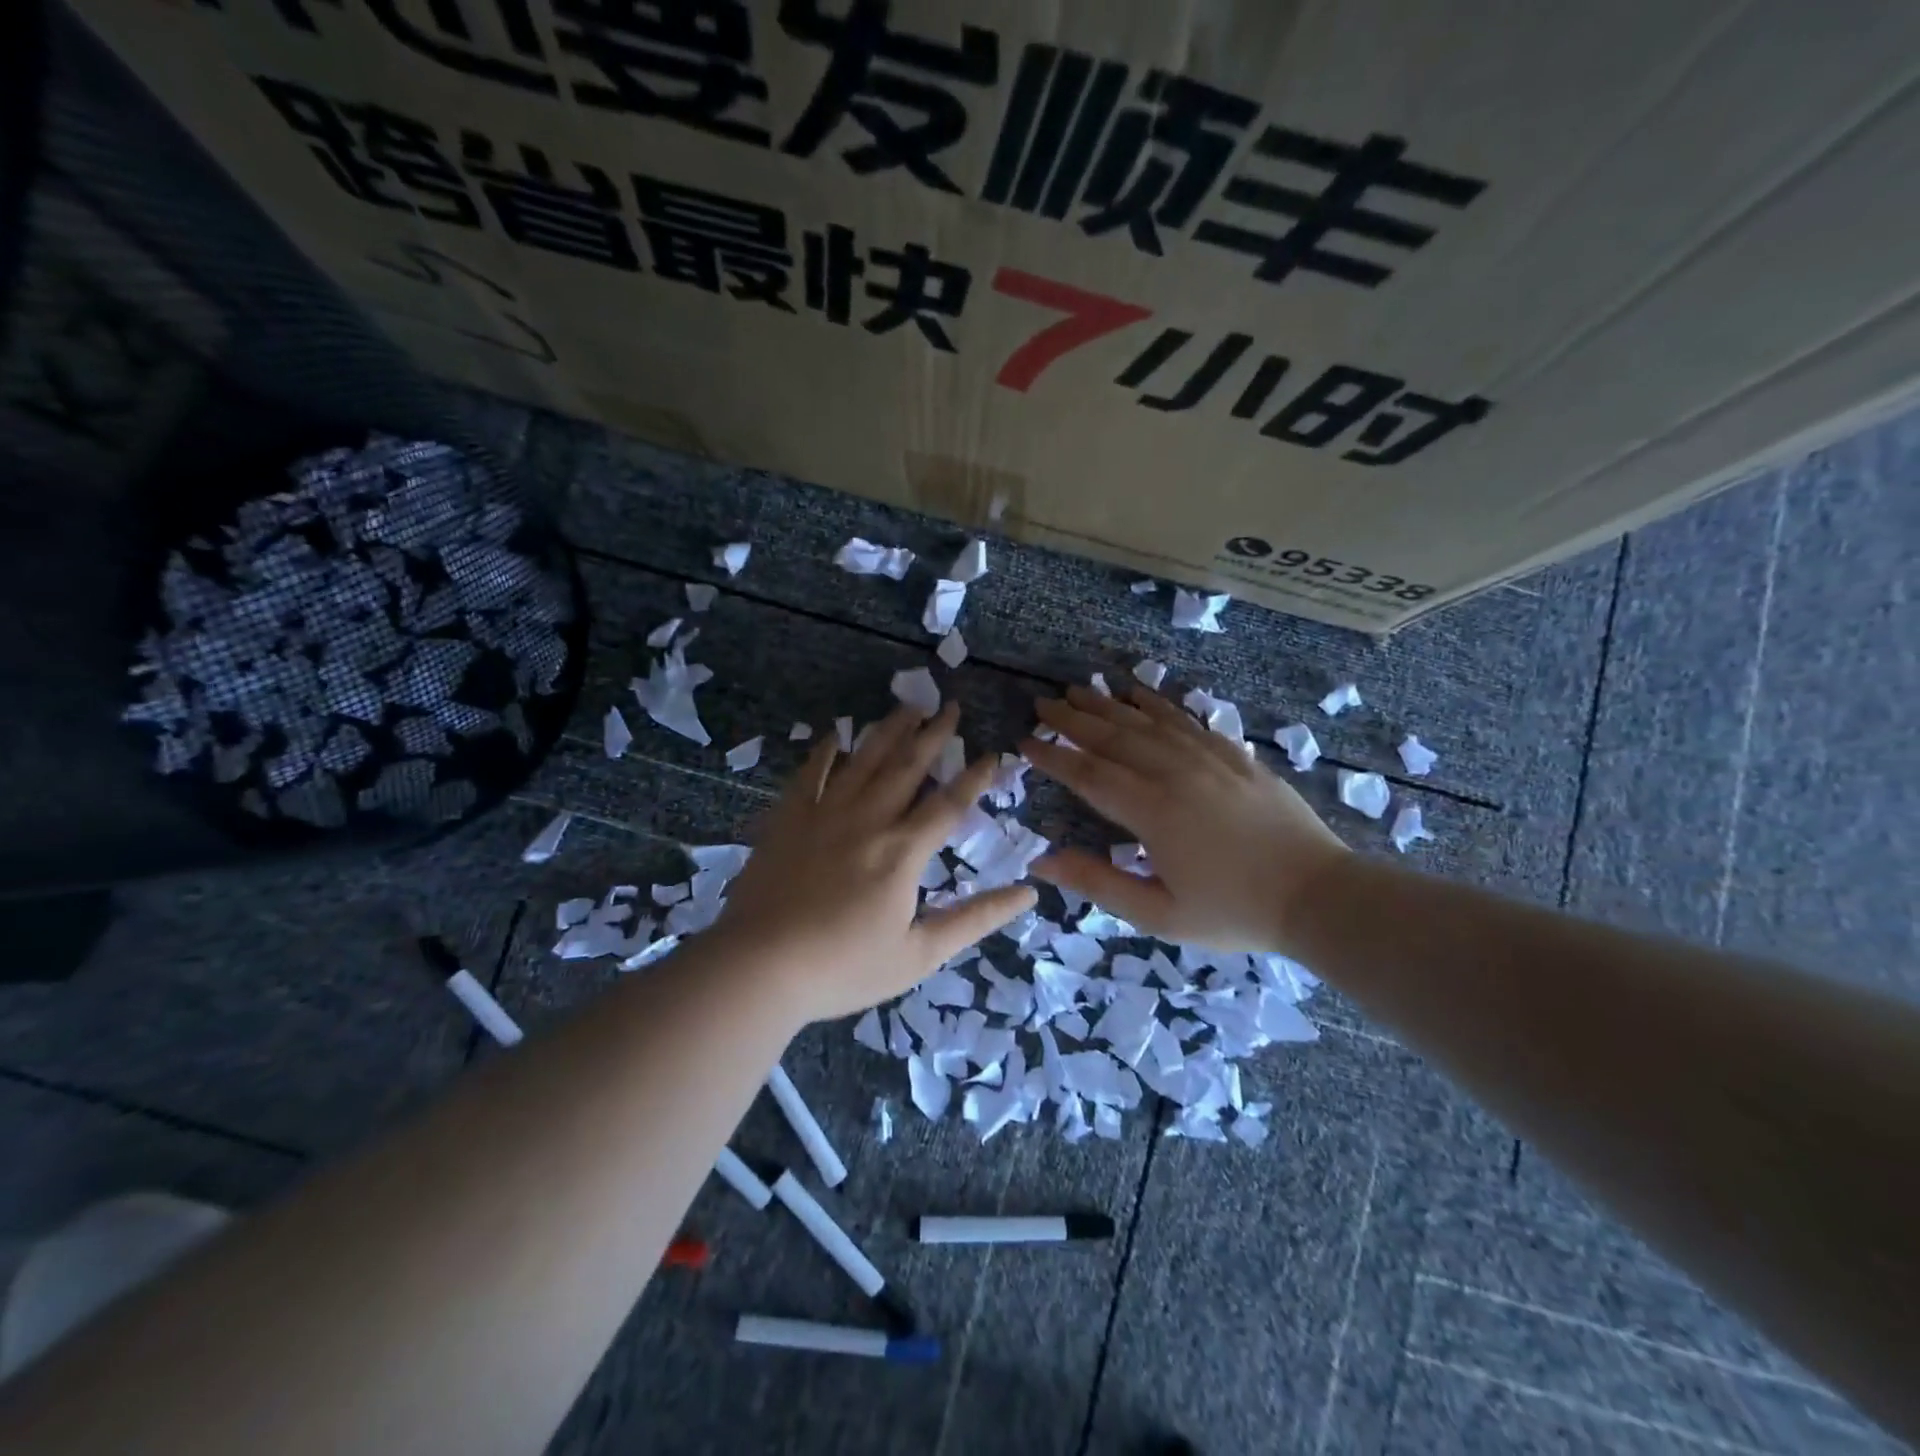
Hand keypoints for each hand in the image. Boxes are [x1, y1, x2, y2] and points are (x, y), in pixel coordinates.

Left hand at [717, 701, 1038, 1022]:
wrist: (759, 967)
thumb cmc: (844, 967)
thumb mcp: (920, 954)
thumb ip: (975, 919)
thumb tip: (1028, 892)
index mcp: (903, 852)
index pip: (949, 804)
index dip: (975, 777)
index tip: (994, 753)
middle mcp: (868, 820)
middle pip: (907, 767)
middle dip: (933, 735)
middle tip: (949, 706)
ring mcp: (823, 814)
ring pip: (863, 761)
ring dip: (888, 731)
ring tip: (907, 707)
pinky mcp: (787, 820)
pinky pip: (810, 775)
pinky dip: (825, 752)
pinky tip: (835, 735)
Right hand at [1022, 683, 1346, 954]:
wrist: (1318, 896)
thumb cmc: (1233, 912)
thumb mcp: (1159, 914)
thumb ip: (1098, 884)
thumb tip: (1042, 861)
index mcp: (1152, 812)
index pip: (1088, 775)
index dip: (1053, 757)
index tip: (1024, 742)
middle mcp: (1175, 773)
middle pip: (1113, 738)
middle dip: (1072, 720)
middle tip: (1042, 705)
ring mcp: (1208, 759)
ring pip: (1146, 722)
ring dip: (1108, 704)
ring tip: (1078, 690)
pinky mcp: (1234, 756)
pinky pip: (1186, 719)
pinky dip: (1157, 704)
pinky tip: (1139, 693)